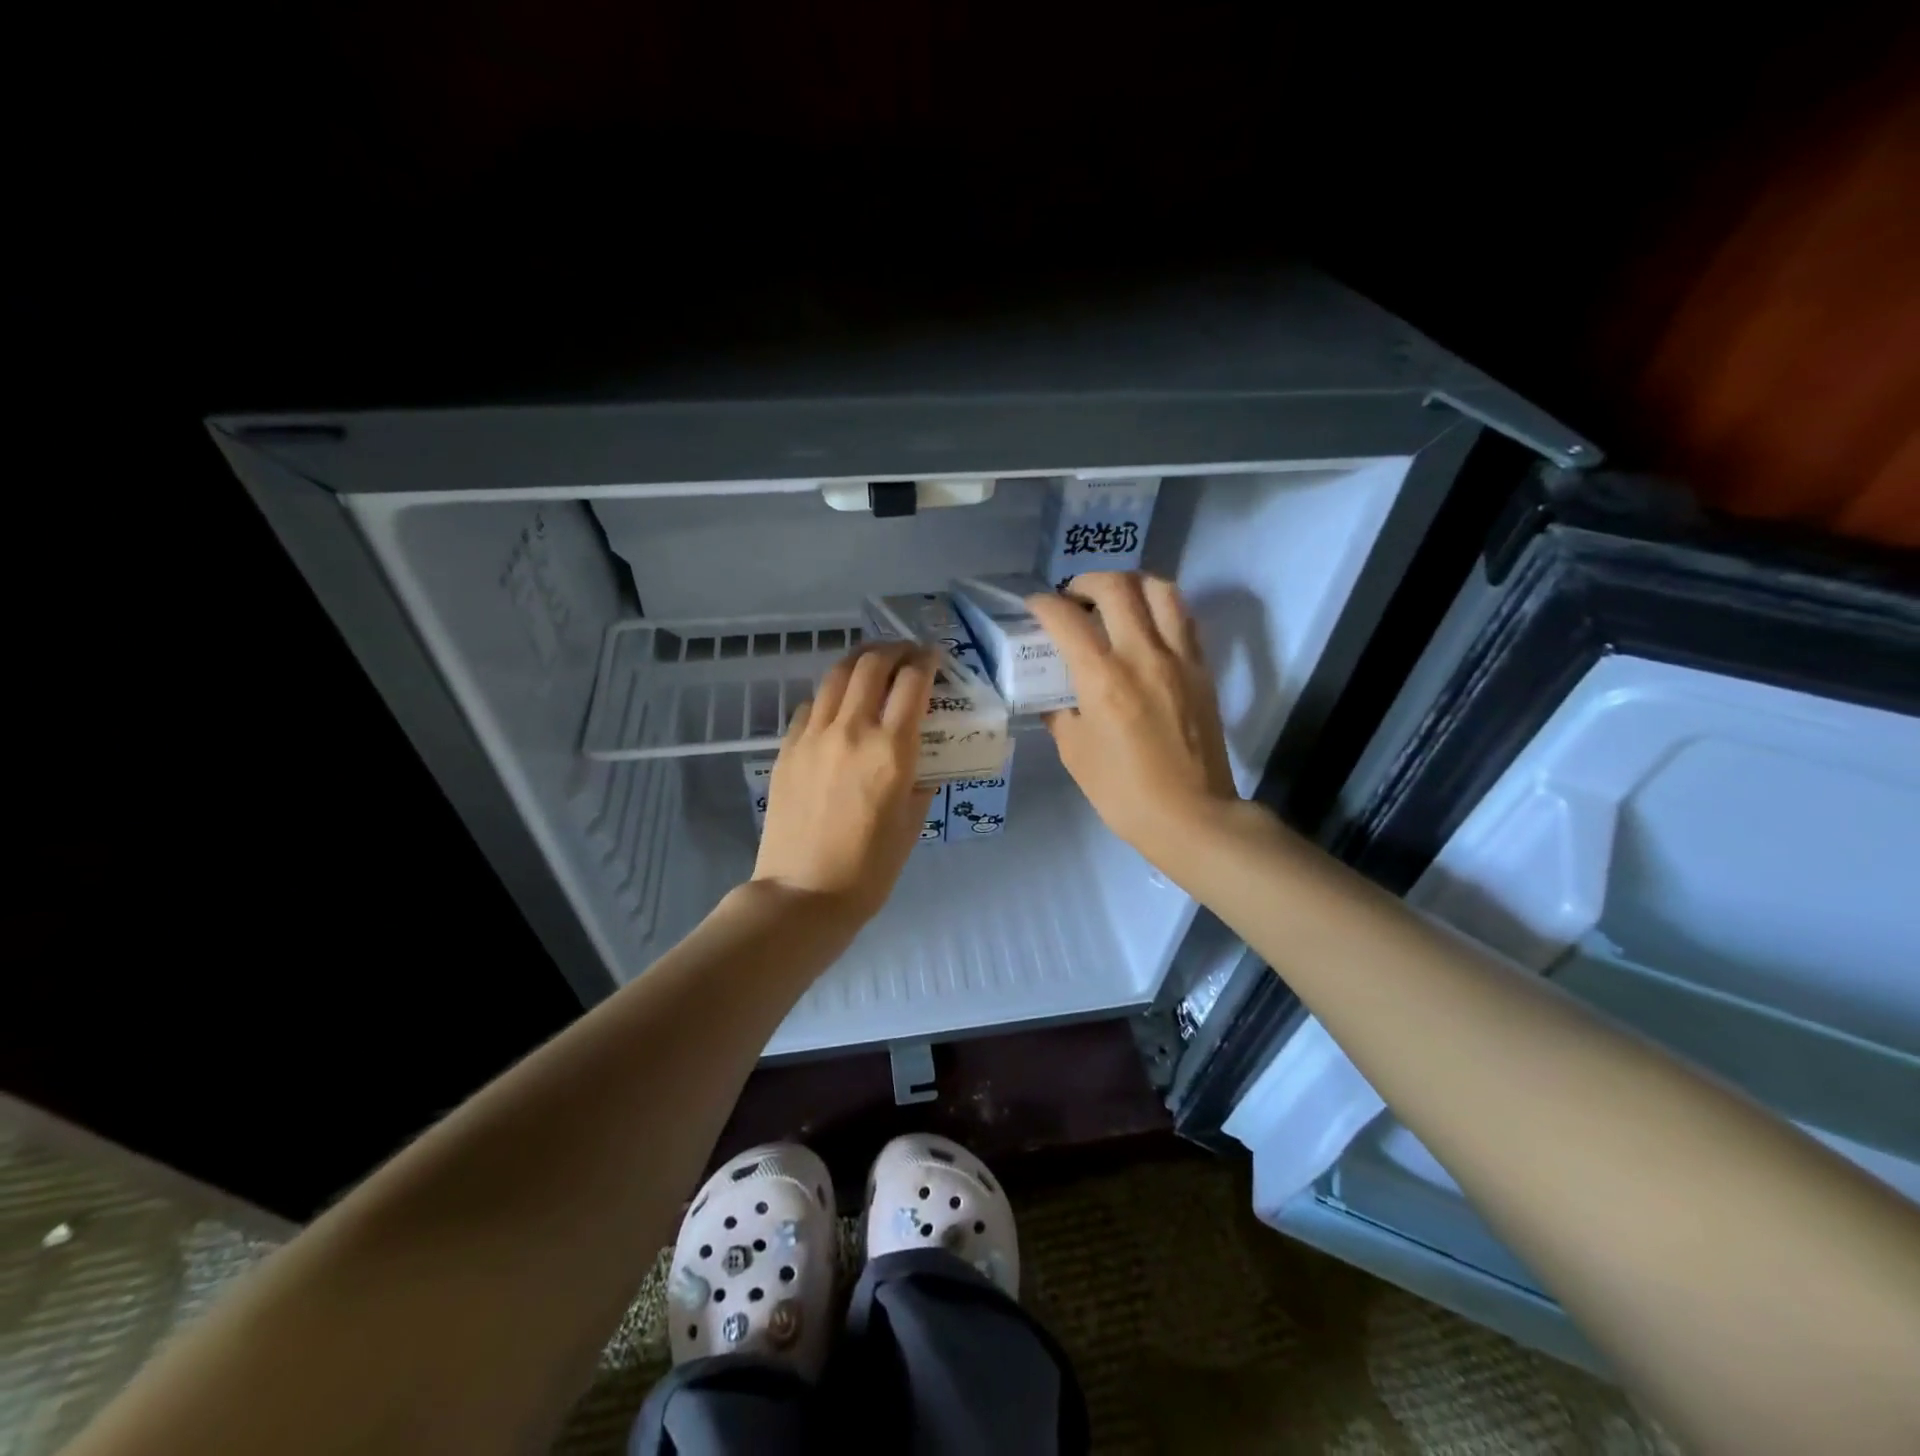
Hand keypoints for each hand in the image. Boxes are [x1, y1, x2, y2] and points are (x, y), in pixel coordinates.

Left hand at [753, 641, 936, 923]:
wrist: (803, 893)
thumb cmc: (869, 869)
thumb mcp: (912, 824)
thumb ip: (920, 782)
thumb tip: (920, 762)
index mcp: (891, 750)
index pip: (912, 682)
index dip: (927, 661)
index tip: (935, 658)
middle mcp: (852, 730)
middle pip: (872, 665)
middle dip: (894, 650)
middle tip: (907, 654)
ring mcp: (813, 736)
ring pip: (836, 675)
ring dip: (860, 660)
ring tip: (874, 663)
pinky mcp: (787, 748)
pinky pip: (811, 705)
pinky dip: (831, 693)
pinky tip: (839, 704)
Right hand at [1026, 571, 1239, 856]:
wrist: (1192, 816)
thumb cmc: (1124, 793)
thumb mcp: (1075, 754)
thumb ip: (1060, 714)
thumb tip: (1054, 695)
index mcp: (1103, 679)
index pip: (1067, 618)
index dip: (1043, 604)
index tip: (1035, 607)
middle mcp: (1143, 655)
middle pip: (1117, 586)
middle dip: (1086, 581)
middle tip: (1074, 599)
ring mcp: (1179, 658)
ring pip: (1160, 589)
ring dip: (1131, 584)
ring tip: (1115, 601)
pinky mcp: (1203, 669)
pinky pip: (1183, 618)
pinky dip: (1160, 607)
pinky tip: (1146, 626)